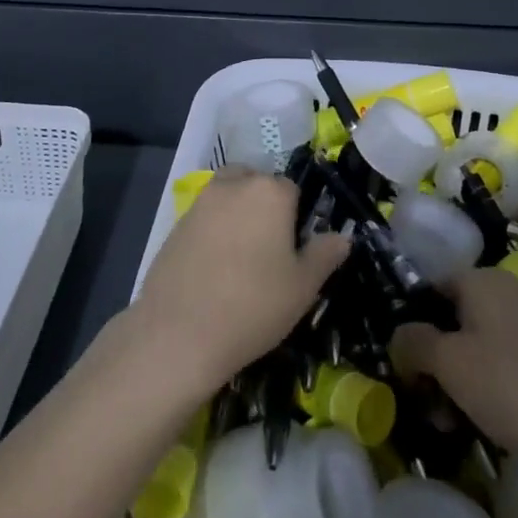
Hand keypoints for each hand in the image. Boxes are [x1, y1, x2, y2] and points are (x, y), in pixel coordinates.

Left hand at [131, 168, 349, 396]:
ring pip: (228, 196)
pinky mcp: (175, 224)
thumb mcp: (303, 287)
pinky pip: (204, 218)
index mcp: (270, 192)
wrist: (178, 333)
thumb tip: (342, 237)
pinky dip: (212, 232)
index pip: (293, 190)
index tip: (294, 250)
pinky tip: (213, 269)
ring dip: (237, 214)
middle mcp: (234, 185)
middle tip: (268, 251)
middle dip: (265, 206)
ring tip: (240, 258)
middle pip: (257, 183)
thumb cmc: (253, 306)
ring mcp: (200, 202)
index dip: (296, 218)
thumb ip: (325, 255)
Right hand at [392, 268, 517, 485]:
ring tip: (445, 423)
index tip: (398, 360)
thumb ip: (414, 343)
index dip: (411, 320)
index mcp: (484, 279)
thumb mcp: (449, 363)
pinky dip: (485, 391)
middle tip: (420, 399)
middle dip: (432, 359)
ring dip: (455, 381)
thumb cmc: (511, 387)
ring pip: (477, 348)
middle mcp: (509, 294)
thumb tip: (399, 337)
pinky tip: (477, 426)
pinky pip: (503, 369)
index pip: (433, 287)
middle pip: (455, 319)